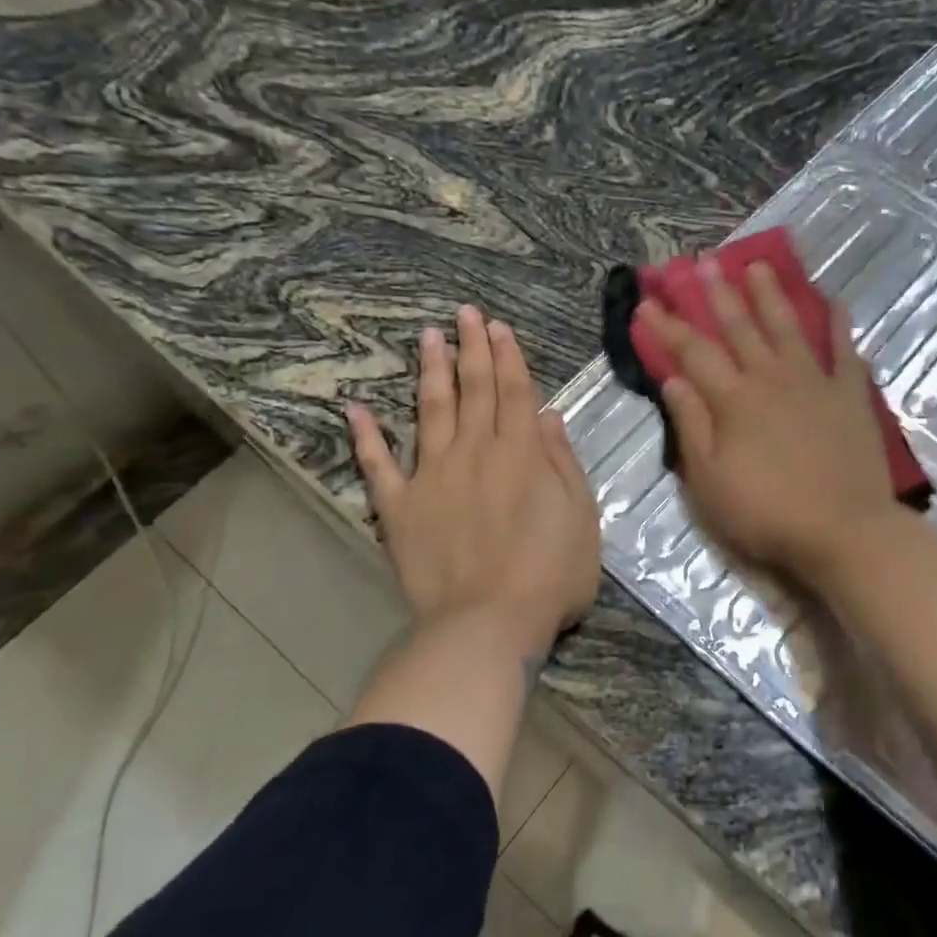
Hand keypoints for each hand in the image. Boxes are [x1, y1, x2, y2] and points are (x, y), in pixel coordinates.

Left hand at [346, 306, 599, 645]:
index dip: (507, 356)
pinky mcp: (399, 507)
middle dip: (471, 348)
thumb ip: (561, 462)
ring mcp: (432, 476)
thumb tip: (546, 415)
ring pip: (430, 411)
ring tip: (427, 337)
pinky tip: (356, 408)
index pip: (514, 391)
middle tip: (464, 313)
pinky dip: (366, 436)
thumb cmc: (549, 574)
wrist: (487, 623)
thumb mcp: (580, 516)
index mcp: (520, 453)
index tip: (497, 327)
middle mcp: (474, 452)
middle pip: (473, 390)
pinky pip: (378, 465)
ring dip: (430, 372)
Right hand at [638, 261, 904, 579]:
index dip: (668, 327)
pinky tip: (833, 301)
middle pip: (740, 328)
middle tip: (704, 263)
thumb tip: (673, 380)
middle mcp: (771, 378)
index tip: (647, 303)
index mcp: (734, 400)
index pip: (693, 353)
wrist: (843, 531)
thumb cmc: (766, 512)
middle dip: (718, 295)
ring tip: (758, 265)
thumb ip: (691, 425)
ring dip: (770, 295)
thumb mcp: (709, 480)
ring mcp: (814, 383)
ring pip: (787, 328)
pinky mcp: (849, 395)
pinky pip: (843, 351)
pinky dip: (838, 325)